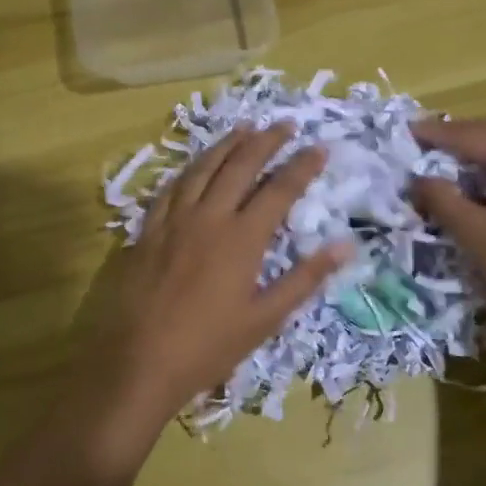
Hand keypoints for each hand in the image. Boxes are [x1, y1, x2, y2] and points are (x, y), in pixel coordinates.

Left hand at [89, 126, 351, 425]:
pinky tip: (194, 166)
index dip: (302, 166)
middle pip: (240, 166)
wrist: (140, 360)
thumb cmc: (209, 346)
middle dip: (266, 141)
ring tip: (244, 128)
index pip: (280, 190)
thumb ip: (305, 279)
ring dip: (226, 145)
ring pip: (203, 168)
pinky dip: (189, 170)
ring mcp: (174, 220)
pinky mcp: (148, 230)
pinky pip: (170, 188)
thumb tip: (345, 246)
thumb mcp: (265, 319)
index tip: (319, 148)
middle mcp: (209, 217)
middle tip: (284, 125)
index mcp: (242, 239)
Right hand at [410, 119, 485, 350]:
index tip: (405, 131)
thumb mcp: (477, 236)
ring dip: (474, 154)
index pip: (476, 136)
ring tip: (439, 161)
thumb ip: (443, 201)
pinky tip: (472, 187)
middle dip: (456, 138)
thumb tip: (418, 180)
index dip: (438, 134)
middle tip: (419, 143)